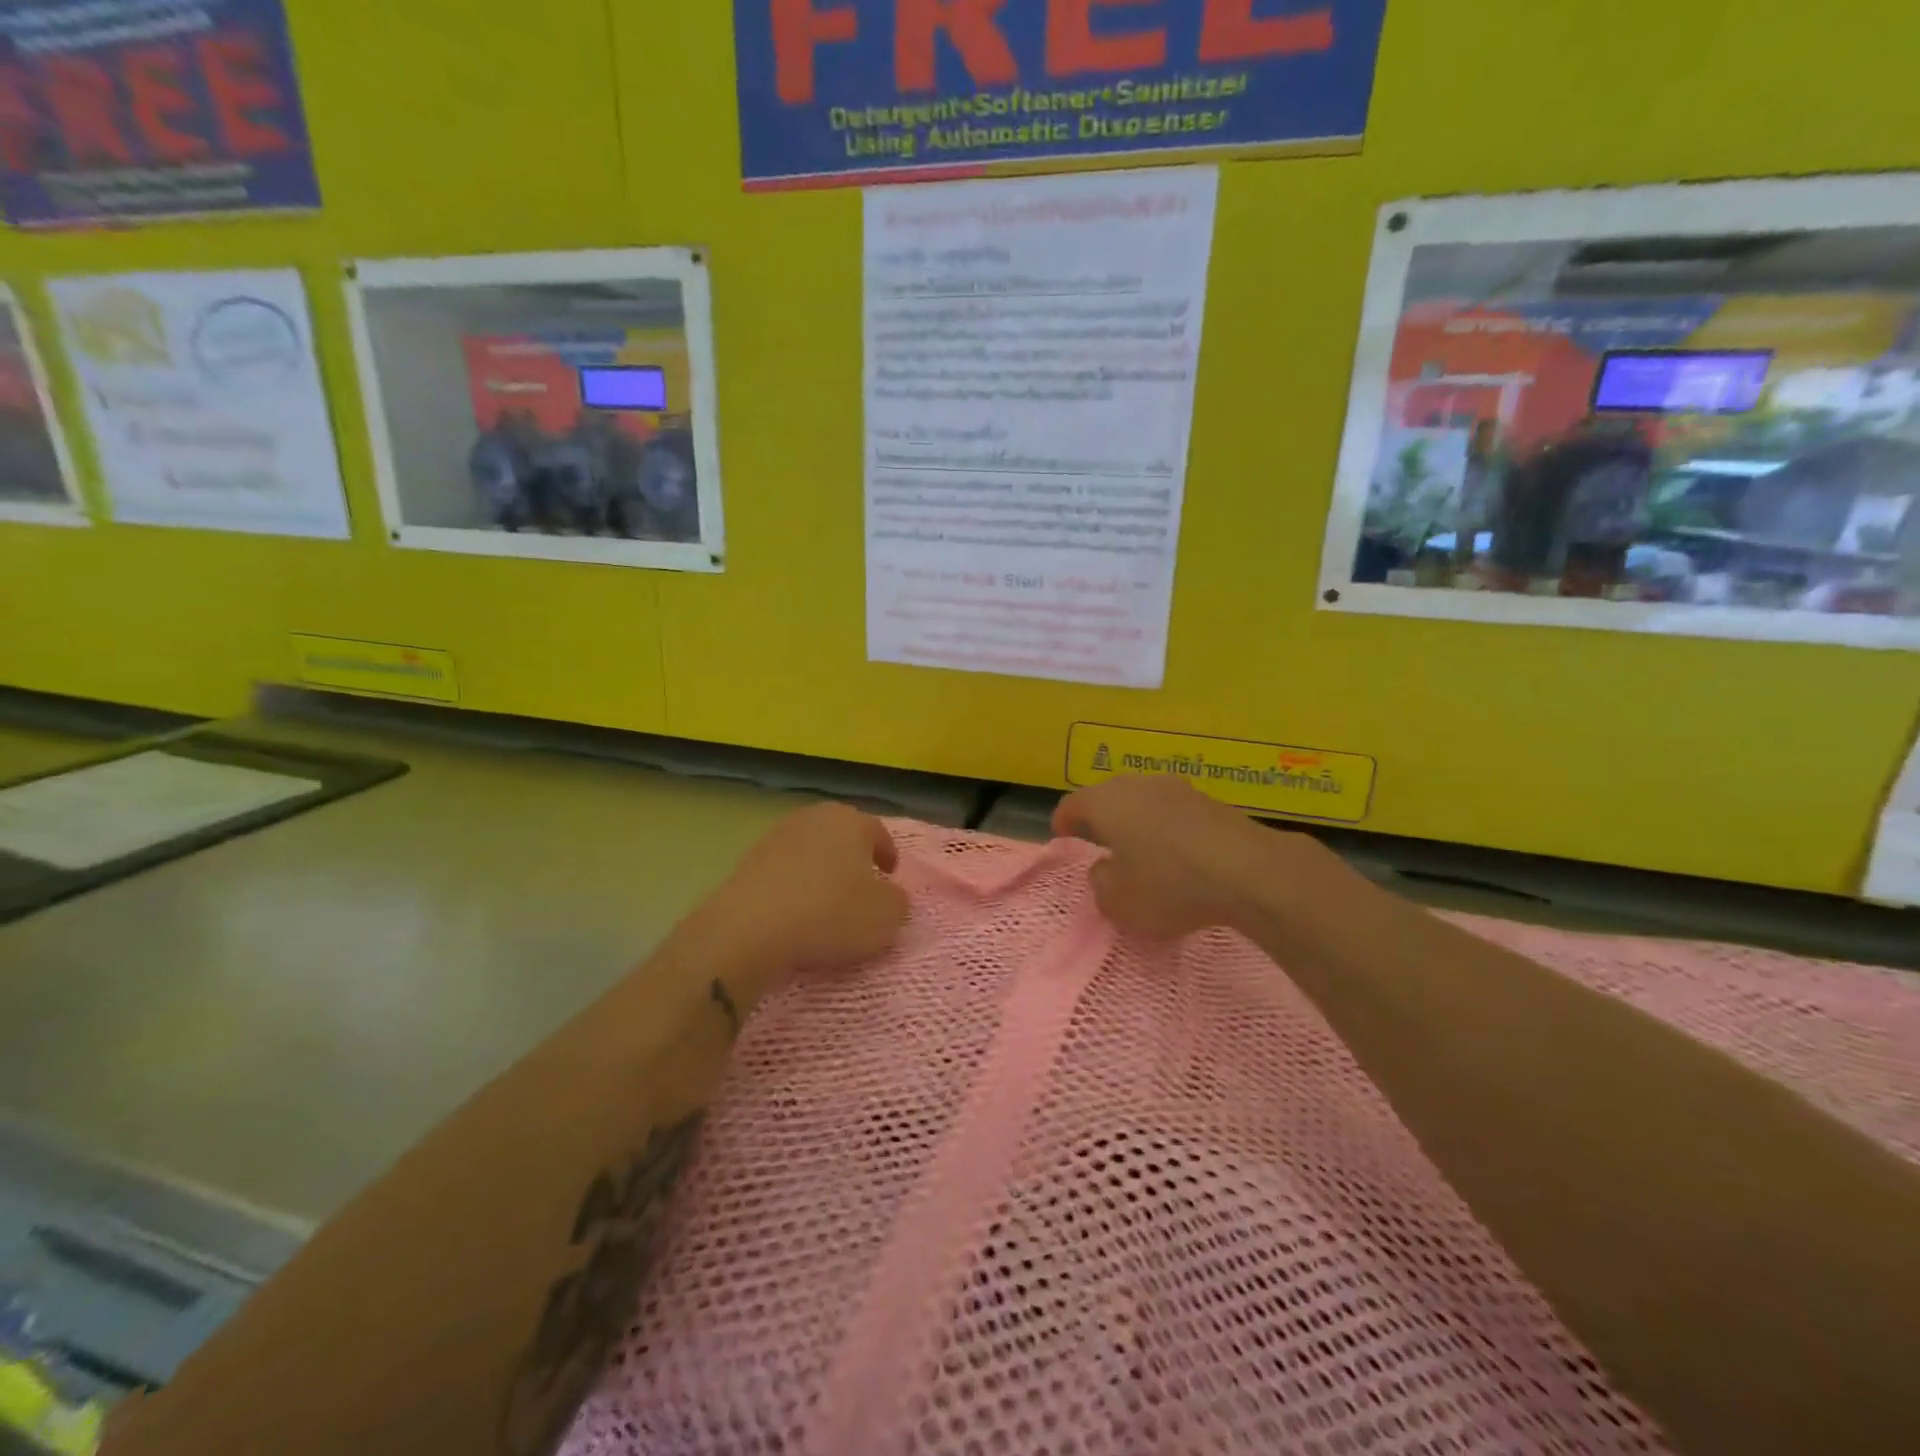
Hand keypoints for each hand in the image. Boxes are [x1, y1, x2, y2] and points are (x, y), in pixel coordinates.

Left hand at [710, 802, 909, 987]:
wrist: (752, 928)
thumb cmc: (830, 913)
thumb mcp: (886, 916)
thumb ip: (898, 901)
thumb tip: (890, 896)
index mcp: (851, 821)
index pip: (878, 832)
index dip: (888, 854)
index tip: (890, 875)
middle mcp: (814, 817)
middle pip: (842, 834)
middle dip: (853, 856)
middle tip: (861, 884)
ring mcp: (777, 835)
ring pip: (810, 850)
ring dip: (821, 869)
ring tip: (827, 900)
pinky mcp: (749, 860)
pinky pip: (784, 870)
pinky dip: (794, 884)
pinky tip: (796, 910)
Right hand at [1053, 775, 1277, 939]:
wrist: (1248, 871)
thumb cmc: (1168, 885)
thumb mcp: (1118, 902)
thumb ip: (1100, 884)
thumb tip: (1105, 868)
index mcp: (1105, 802)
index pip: (1072, 804)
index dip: (1063, 822)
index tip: (1062, 837)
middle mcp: (1137, 785)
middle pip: (1108, 797)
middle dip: (1100, 818)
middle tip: (1097, 842)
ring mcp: (1177, 789)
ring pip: (1144, 801)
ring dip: (1137, 822)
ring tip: (1138, 848)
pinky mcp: (1210, 802)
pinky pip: (1175, 813)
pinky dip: (1167, 829)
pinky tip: (1176, 854)